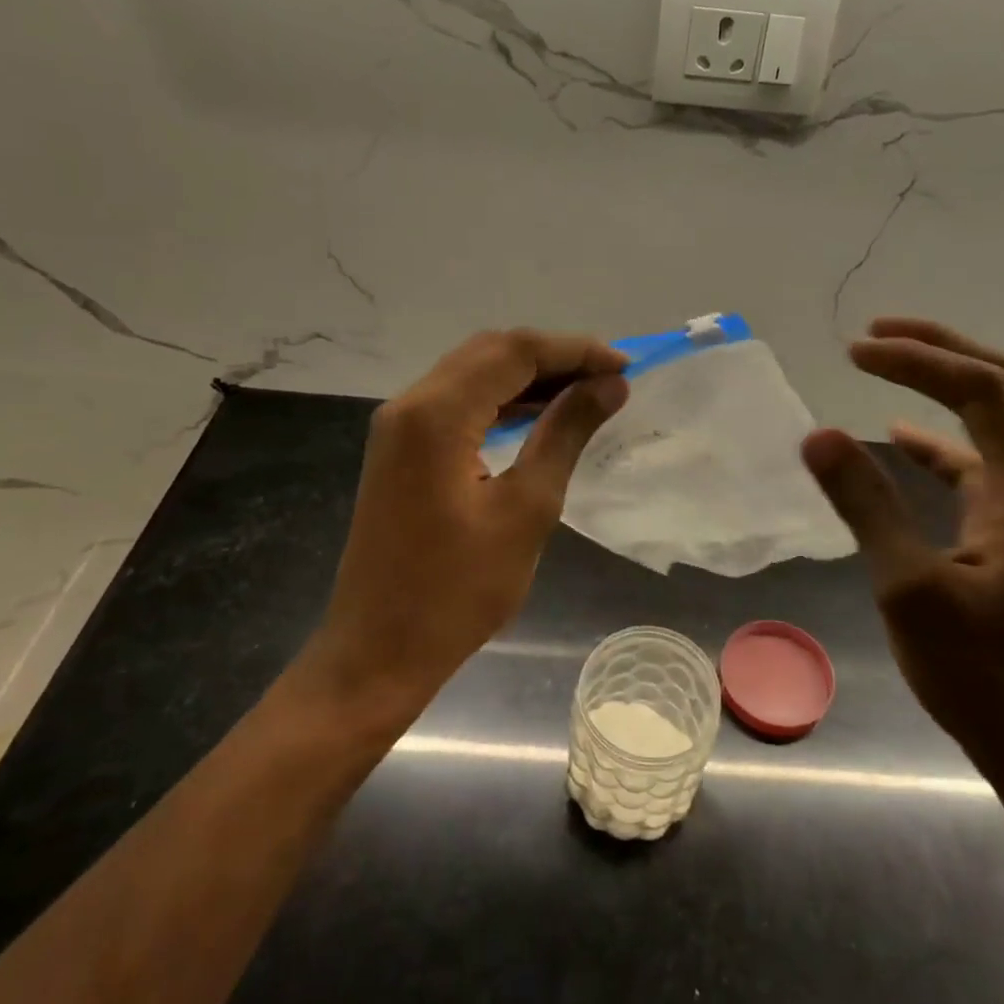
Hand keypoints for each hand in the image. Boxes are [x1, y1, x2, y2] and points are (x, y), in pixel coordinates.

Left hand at [302, 329, 628, 719]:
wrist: (379, 653)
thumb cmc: (457, 591)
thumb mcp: (526, 508)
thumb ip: (566, 433)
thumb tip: (610, 386)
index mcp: (435, 414)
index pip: (514, 352)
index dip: (574, 351)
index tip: (625, 368)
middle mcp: (410, 405)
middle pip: (490, 353)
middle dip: (553, 357)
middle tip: (609, 378)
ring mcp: (399, 428)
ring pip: (472, 375)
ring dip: (529, 377)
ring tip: (586, 393)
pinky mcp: (401, 451)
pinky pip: (457, 405)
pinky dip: (502, 402)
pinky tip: (540, 417)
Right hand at [801, 317, 1003, 764]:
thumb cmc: (978, 672)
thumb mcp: (908, 587)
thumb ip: (866, 505)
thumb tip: (818, 436)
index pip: (982, 392)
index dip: (919, 360)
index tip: (856, 352)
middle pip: (1003, 387)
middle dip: (941, 349)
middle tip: (877, 332)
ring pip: (994, 421)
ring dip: (942, 385)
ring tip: (883, 361)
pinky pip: (979, 464)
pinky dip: (939, 441)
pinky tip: (898, 438)